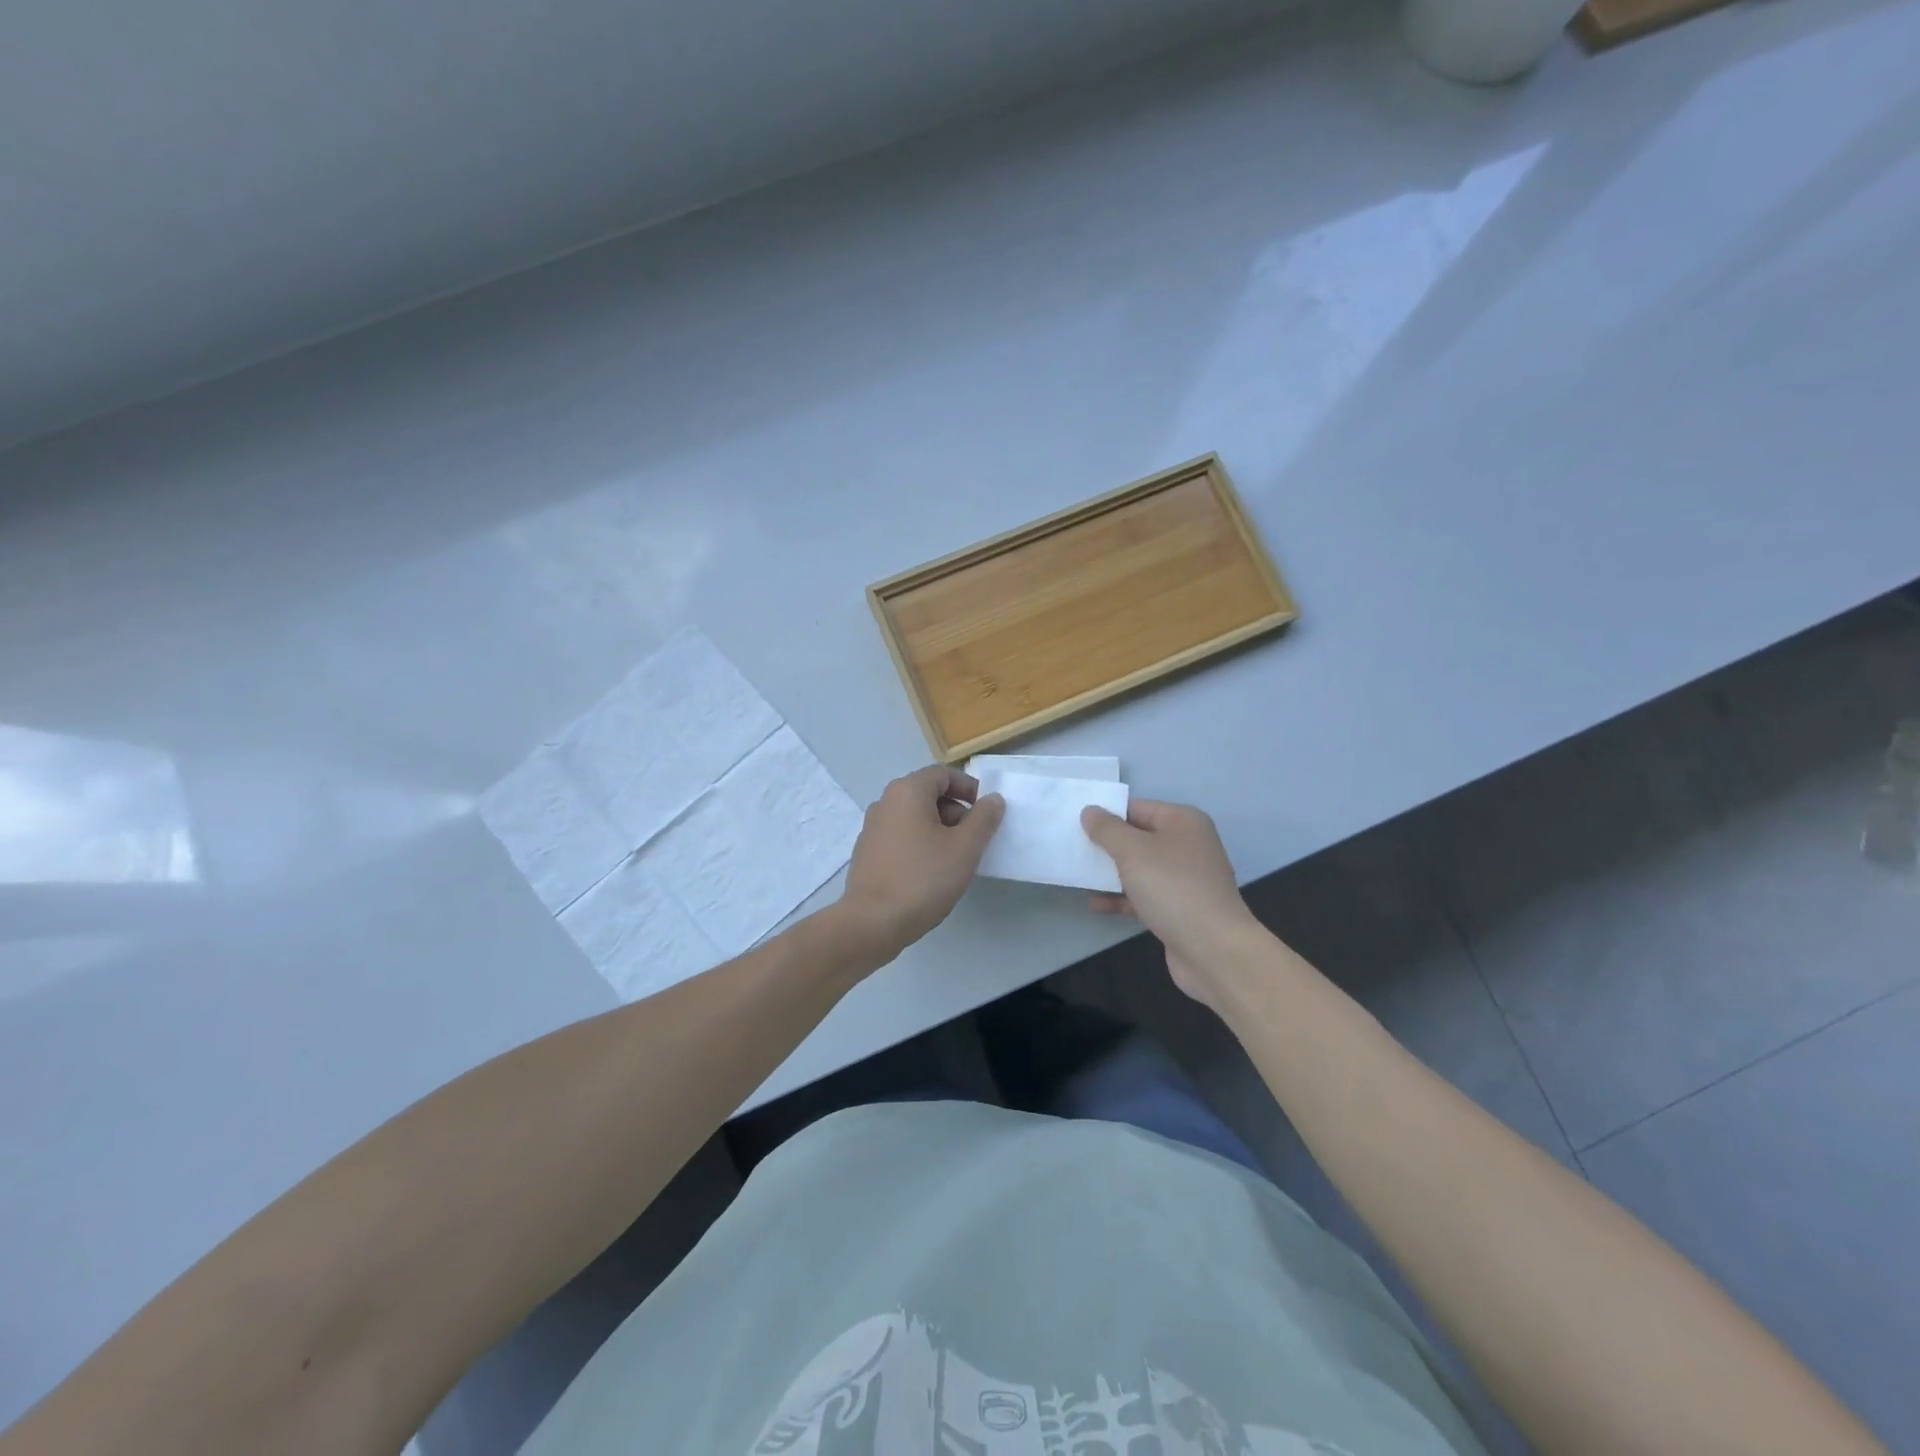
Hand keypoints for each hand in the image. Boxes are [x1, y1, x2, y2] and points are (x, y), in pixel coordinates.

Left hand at [839, 766, 1004, 962]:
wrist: (872, 923)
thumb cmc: (923, 879)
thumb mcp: (965, 848)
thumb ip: (983, 819)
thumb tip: (992, 800)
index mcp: (907, 791)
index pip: (943, 774)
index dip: (969, 788)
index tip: (986, 813)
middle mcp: (885, 802)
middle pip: (928, 794)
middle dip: (956, 812)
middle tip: (974, 840)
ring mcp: (872, 828)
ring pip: (914, 817)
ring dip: (939, 830)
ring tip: (955, 860)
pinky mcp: (867, 852)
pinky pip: (901, 836)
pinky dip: (920, 844)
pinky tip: (930, 873)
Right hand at [1081, 799, 1263, 1005]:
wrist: (1214, 950)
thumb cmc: (1172, 888)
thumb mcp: (1133, 851)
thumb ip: (1107, 829)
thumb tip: (1090, 811)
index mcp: (1183, 822)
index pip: (1137, 809)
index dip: (1107, 815)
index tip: (1076, 826)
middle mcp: (1188, 846)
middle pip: (1138, 838)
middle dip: (1106, 846)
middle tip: (1073, 851)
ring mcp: (1185, 880)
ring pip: (1139, 869)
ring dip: (1110, 874)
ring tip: (1077, 878)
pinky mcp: (1179, 909)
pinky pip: (1144, 895)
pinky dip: (1122, 898)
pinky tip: (1096, 904)